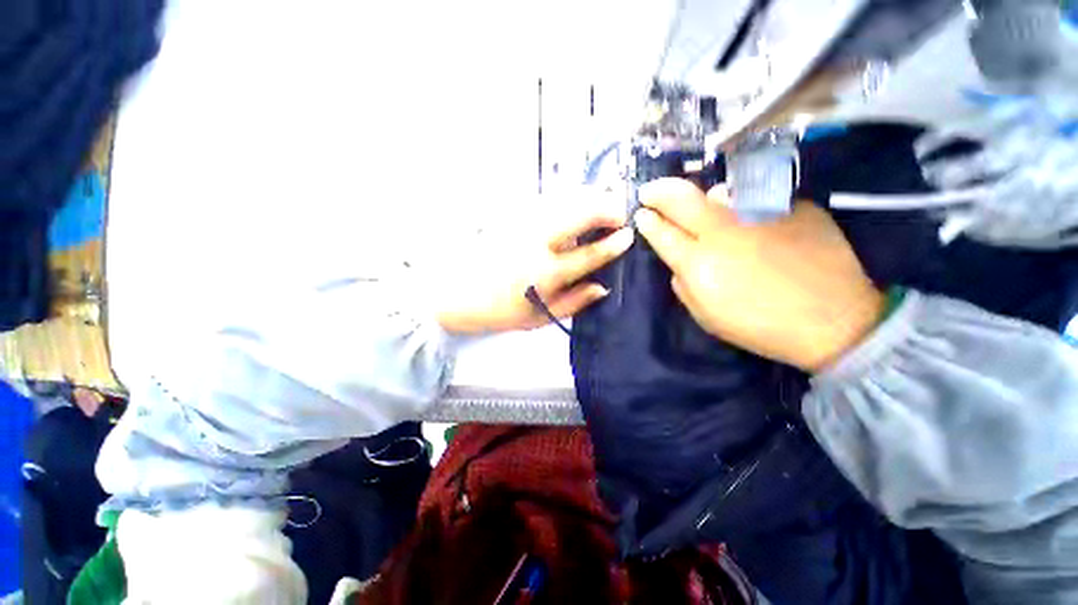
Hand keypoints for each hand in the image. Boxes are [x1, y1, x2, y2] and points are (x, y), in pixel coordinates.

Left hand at [435, 193, 633, 333]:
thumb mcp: (538, 318)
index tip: (628, 235)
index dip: (614, 243)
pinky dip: (568, 201)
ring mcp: (524, 223)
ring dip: (589, 200)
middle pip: (581, 213)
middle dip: (607, 209)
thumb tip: (602, 287)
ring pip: (566, 200)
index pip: (591, 253)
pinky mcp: (512, 214)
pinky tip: (572, 209)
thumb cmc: (499, 310)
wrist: (454, 291)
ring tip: (600, 208)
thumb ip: (574, 302)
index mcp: (547, 273)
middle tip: (618, 215)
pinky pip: (549, 200)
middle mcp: (539, 242)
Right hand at [634, 178, 883, 371]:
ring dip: (702, 199)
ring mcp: (758, 213)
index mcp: (698, 263)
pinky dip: (744, 207)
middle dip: (658, 191)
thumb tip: (679, 261)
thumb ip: (682, 284)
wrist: (834, 321)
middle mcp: (723, 231)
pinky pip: (755, 199)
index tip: (641, 214)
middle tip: (650, 191)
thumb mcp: (705, 316)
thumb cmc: (760, 326)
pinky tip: (751, 221)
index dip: (647, 221)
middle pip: (680, 198)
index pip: (661, 232)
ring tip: (704, 207)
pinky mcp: (791, 206)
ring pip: (717, 191)